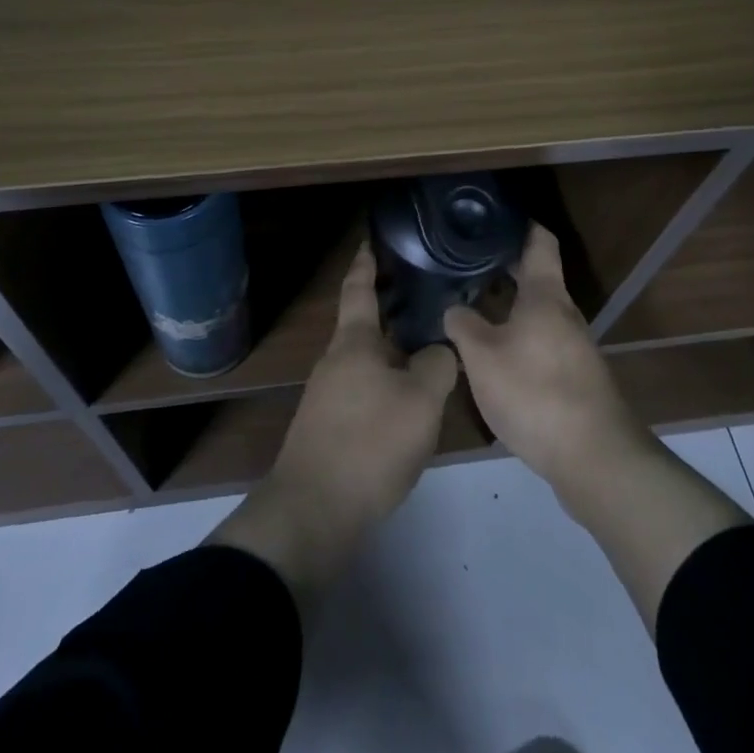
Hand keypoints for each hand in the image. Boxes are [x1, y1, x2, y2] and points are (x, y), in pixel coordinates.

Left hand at [209, 239, 457, 607]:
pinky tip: (409, 404)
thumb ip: (437, 366)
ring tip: (429, 354)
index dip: (366, 262)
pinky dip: (387, 385)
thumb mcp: (420, 402)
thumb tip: (439, 351)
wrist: (314, 512)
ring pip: (367, 362)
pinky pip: (364, 392)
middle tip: (426, 300)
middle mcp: (336, 361)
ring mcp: (327, 396)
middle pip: (365, 326)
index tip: (371, 240)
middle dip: (391, 312)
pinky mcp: (328, 428)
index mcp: (354, 343)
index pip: (359, 289)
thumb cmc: (369, 443)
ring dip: (393, 354)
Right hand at [443, 227, 651, 497]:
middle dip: (503, 266)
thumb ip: (462, 325)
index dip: (519, 224)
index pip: (539, 240)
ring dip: (508, 305)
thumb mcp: (482, 357)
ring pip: (537, 311)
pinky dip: (517, 334)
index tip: (491, 217)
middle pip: (536, 276)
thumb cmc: (535, 392)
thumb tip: (453, 307)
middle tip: (464, 262)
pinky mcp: (574, 376)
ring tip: (470, 305)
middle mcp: (564, 313)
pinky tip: (492, 352)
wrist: (594, 458)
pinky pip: (541, 340)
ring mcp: (573, 346)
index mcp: (545, 295)